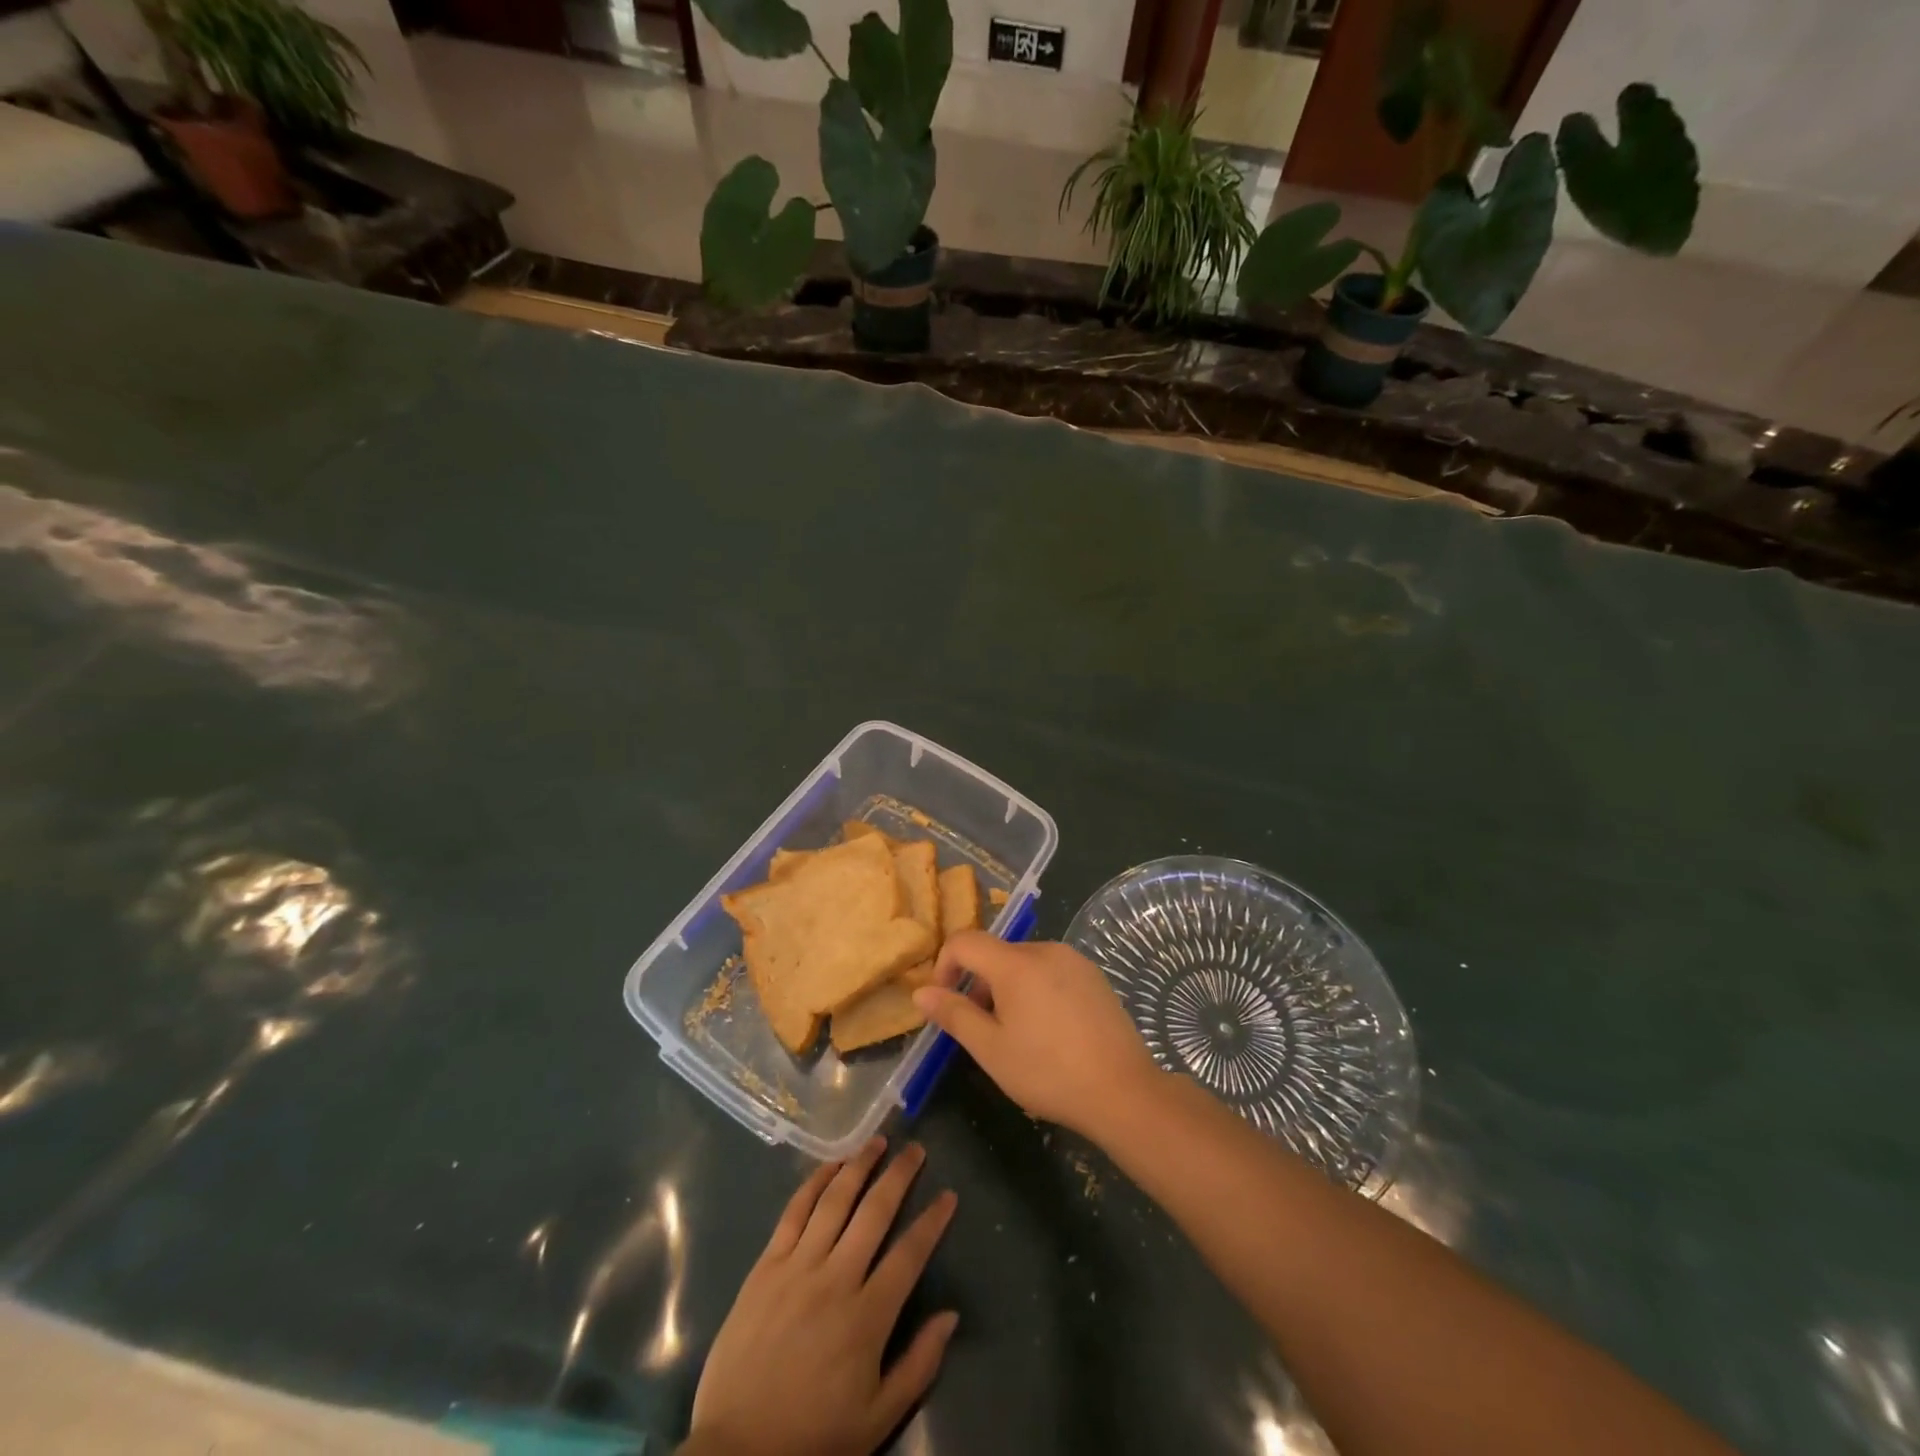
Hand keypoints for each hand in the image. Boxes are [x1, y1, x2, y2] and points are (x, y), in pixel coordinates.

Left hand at [685, 1138, 958, 1455]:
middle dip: (899, 1175)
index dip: (932, 1221)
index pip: (910, 1253)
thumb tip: (951, 1315)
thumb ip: (918, 1364)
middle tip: (916, 1149)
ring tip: (877, 1142)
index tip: (949, 1195)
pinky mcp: (766, 1266)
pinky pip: (794, 1212)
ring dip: (859, 1165)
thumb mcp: (876, 1419)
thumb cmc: (813, 1437)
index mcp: (867, 1316)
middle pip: (875, 1211)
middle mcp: (836, 1278)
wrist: (736, 1453)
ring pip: (835, 1200)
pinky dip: (814, 1183)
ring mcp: (797, 1267)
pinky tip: (831, 1165)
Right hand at [913, 932, 1159, 1138]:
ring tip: (1017, 1035)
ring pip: (1024, 963)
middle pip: (996, 953)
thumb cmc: (1048, 1072)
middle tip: (983, 1030)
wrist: (1123, 1091)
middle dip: (979, 985)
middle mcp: (1045, 949)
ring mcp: (1074, 960)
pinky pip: (1051, 971)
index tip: (945, 1002)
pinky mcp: (1094, 976)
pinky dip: (1036, 990)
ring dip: (1008, 989)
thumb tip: (921, 992)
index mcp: (1015, 962)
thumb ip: (954, 1015)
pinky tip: (1049, 1031)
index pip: (964, 941)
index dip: (945, 966)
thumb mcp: (991, 1049)